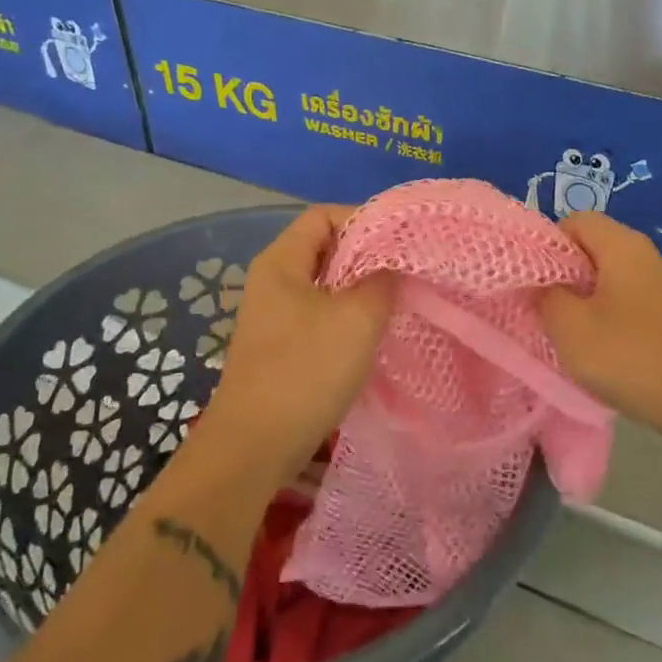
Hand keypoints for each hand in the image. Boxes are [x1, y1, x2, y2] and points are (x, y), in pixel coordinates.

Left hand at [203, 205, 393, 478]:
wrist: (255, 445)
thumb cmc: (306, 371)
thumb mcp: (357, 319)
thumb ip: (382, 281)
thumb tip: (393, 263)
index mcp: (281, 262)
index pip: (322, 215)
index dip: (362, 218)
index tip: (401, 240)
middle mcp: (273, 281)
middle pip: (324, 248)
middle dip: (366, 255)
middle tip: (406, 271)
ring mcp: (274, 316)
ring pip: (325, 285)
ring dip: (360, 290)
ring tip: (397, 302)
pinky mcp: (280, 347)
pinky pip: (320, 316)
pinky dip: (348, 317)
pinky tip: (373, 335)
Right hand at [540, 213, 661, 438]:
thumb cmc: (628, 356)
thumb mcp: (568, 327)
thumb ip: (547, 296)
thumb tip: (547, 285)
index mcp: (624, 246)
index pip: (576, 221)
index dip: (549, 245)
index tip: (535, 282)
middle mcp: (649, 256)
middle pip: (596, 249)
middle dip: (566, 276)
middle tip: (547, 310)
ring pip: (614, 279)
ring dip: (589, 301)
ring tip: (574, 335)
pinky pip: (633, 303)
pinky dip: (614, 318)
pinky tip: (608, 351)